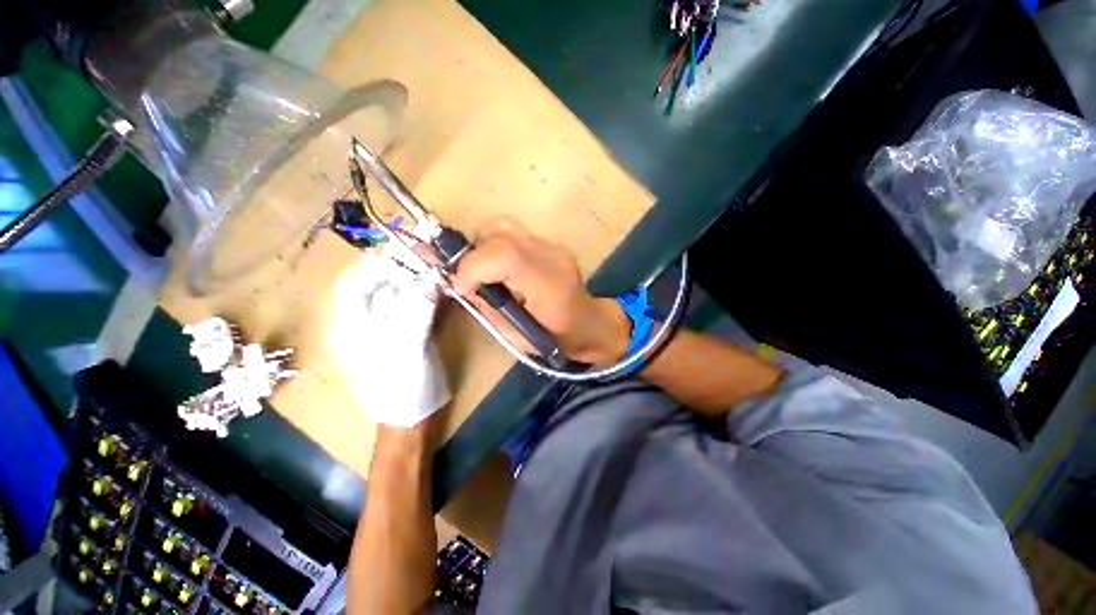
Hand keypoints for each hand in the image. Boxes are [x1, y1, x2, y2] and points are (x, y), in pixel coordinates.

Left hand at [328, 251, 449, 427]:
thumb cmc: (401, 386)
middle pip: (380, 287)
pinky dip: (428, 300)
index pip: (355, 281)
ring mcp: (387, 330)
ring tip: (440, 271)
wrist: (412, 419)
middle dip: (405, 271)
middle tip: (430, 259)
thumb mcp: (406, 345)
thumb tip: (430, 279)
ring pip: (400, 297)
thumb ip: (415, 308)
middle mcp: (365, 323)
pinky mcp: (406, 336)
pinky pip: (414, 310)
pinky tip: (443, 293)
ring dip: (420, 284)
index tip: (405, 250)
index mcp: (352, 324)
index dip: (377, 262)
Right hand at [452, 217, 630, 364]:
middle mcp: (552, 257)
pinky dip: (496, 244)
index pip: (504, 256)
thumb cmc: (553, 338)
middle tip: (468, 280)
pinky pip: (514, 232)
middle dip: (473, 256)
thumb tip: (461, 284)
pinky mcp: (550, 243)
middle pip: (500, 234)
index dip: (473, 267)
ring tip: (482, 270)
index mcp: (548, 285)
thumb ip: (486, 307)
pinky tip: (499, 266)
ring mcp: (553, 246)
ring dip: (483, 245)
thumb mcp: (514, 336)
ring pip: (504, 226)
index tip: (460, 288)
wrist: (588, 324)